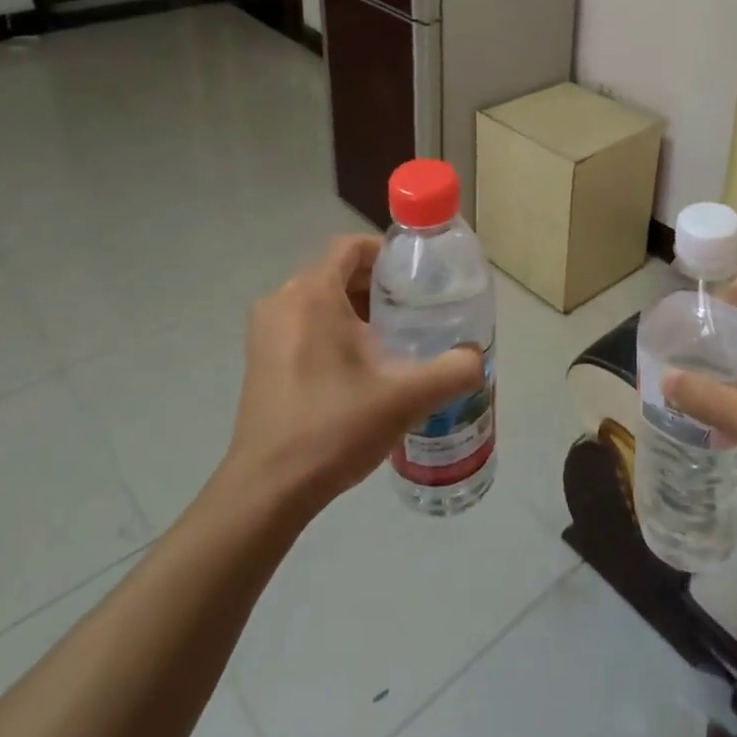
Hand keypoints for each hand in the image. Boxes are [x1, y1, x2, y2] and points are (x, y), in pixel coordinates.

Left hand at [221, 235, 485, 518]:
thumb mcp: (407, 397)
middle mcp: (282, 301)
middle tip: (415, 312)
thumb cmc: (334, 427)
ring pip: (319, 299)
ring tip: (394, 340)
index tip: (418, 279)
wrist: (268, 490)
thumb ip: (453, 370)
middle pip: (337, 272)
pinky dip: (332, 330)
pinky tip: (359, 368)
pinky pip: (302, 324)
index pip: (352, 246)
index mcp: (312, 294)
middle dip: (378, 286)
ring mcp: (265, 331)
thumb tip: (477, 358)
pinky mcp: (259, 359)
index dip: (388, 254)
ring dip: (356, 310)